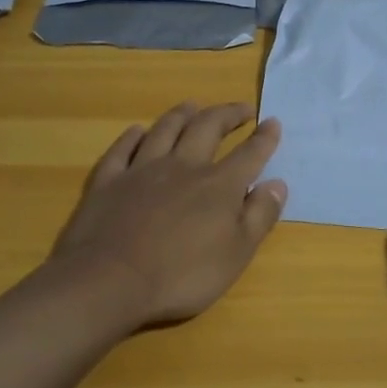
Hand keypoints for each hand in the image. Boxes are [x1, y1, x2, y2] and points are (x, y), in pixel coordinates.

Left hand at [51, 101, 287, 326]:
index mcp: (218, 185)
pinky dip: (132, 136)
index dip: (264, 138)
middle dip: (227, 114)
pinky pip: (122, 149)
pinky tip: (138, 130)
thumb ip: (260, 216)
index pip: (249, 154)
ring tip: (194, 106)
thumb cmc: (182, 275)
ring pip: (165, 130)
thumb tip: (278, 183)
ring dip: (182, 114)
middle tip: (241, 109)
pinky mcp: (109, 181)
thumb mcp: (236, 254)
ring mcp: (142, 170)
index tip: (273, 122)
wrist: (111, 281)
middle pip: (207, 128)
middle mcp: (183, 166)